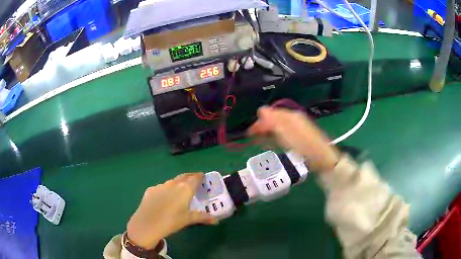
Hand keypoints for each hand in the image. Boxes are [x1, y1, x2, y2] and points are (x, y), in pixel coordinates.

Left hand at [127, 173, 216, 249]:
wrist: (147, 224)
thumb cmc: (172, 221)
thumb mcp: (189, 219)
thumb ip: (203, 217)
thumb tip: (216, 220)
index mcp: (185, 188)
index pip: (195, 178)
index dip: (200, 176)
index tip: (203, 177)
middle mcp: (173, 183)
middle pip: (184, 176)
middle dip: (190, 177)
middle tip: (194, 180)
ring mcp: (160, 185)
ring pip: (172, 182)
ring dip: (177, 183)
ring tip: (179, 191)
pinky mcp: (150, 189)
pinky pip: (161, 187)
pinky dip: (166, 190)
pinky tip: (164, 198)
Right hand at [248, 107, 339, 172]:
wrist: (321, 157)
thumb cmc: (303, 145)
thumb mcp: (286, 132)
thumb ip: (273, 121)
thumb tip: (261, 109)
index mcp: (291, 116)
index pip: (271, 113)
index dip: (260, 121)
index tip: (250, 132)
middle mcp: (294, 119)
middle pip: (274, 120)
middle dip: (263, 127)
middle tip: (253, 138)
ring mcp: (297, 128)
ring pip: (278, 127)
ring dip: (268, 132)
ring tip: (260, 141)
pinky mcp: (299, 137)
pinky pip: (284, 134)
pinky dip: (276, 137)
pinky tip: (273, 142)